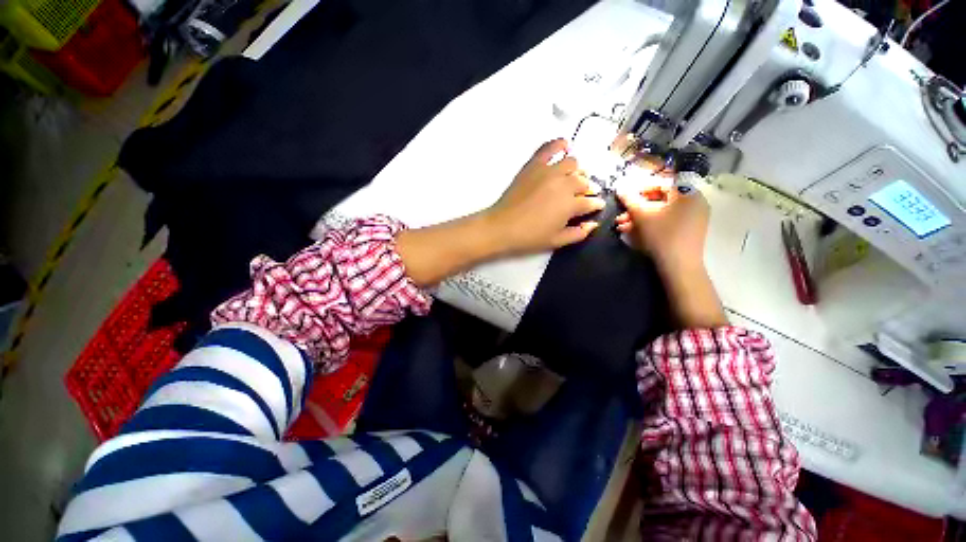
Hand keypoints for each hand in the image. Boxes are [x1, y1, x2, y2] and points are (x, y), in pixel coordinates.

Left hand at [483, 139, 604, 255]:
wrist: (502, 227)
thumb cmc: (529, 237)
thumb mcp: (557, 241)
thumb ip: (579, 233)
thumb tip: (594, 223)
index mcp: (571, 205)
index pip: (591, 201)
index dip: (596, 204)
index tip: (596, 206)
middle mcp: (564, 184)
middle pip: (583, 182)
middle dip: (587, 189)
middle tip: (581, 196)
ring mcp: (549, 171)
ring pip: (572, 163)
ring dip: (576, 171)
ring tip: (571, 178)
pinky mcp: (534, 165)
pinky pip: (550, 147)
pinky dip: (559, 145)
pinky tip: (564, 146)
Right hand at [615, 183, 726, 327]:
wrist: (679, 266)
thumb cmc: (662, 235)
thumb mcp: (641, 215)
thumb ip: (629, 199)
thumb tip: (619, 187)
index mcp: (687, 193)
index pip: (661, 184)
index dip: (639, 189)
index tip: (624, 198)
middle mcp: (694, 202)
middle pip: (660, 200)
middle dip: (636, 209)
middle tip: (620, 217)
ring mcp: (693, 218)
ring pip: (661, 213)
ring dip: (639, 219)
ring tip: (621, 227)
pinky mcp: (689, 231)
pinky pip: (667, 222)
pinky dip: (650, 225)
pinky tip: (632, 233)